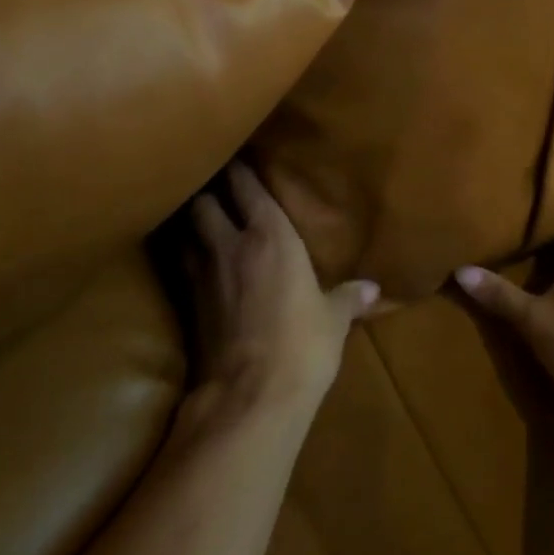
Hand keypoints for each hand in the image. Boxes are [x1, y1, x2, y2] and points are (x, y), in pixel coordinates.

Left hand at [188, 162, 379, 415]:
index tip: (238, 156)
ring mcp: (202, 273)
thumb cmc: (303, 345)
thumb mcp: (333, 320)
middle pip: (204, 201)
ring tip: (198, 220)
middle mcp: (230, 243)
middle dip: (207, 192)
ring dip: (190, 223)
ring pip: (184, 231)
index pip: (246, 185)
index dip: (239, 169)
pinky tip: (192, 264)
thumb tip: (373, 289)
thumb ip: (349, 298)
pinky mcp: (185, 305)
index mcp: (270, 234)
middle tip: (215, 188)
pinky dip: (183, 258)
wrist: (250, 398)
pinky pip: (180, 266)